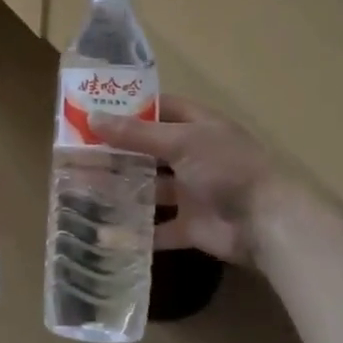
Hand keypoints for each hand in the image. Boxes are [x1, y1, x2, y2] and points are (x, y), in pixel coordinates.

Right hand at [91, 96, 291, 268]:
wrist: (268, 223)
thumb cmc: (226, 168)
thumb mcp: (180, 142)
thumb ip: (136, 134)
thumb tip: (93, 117)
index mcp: (197, 127)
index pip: (158, 109)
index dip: (128, 109)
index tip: (93, 110)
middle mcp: (193, 156)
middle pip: (148, 150)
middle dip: (116, 152)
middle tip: (75, 152)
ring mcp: (192, 192)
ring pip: (149, 189)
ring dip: (121, 190)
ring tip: (81, 188)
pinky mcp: (191, 226)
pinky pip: (158, 228)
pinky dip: (136, 233)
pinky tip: (104, 232)